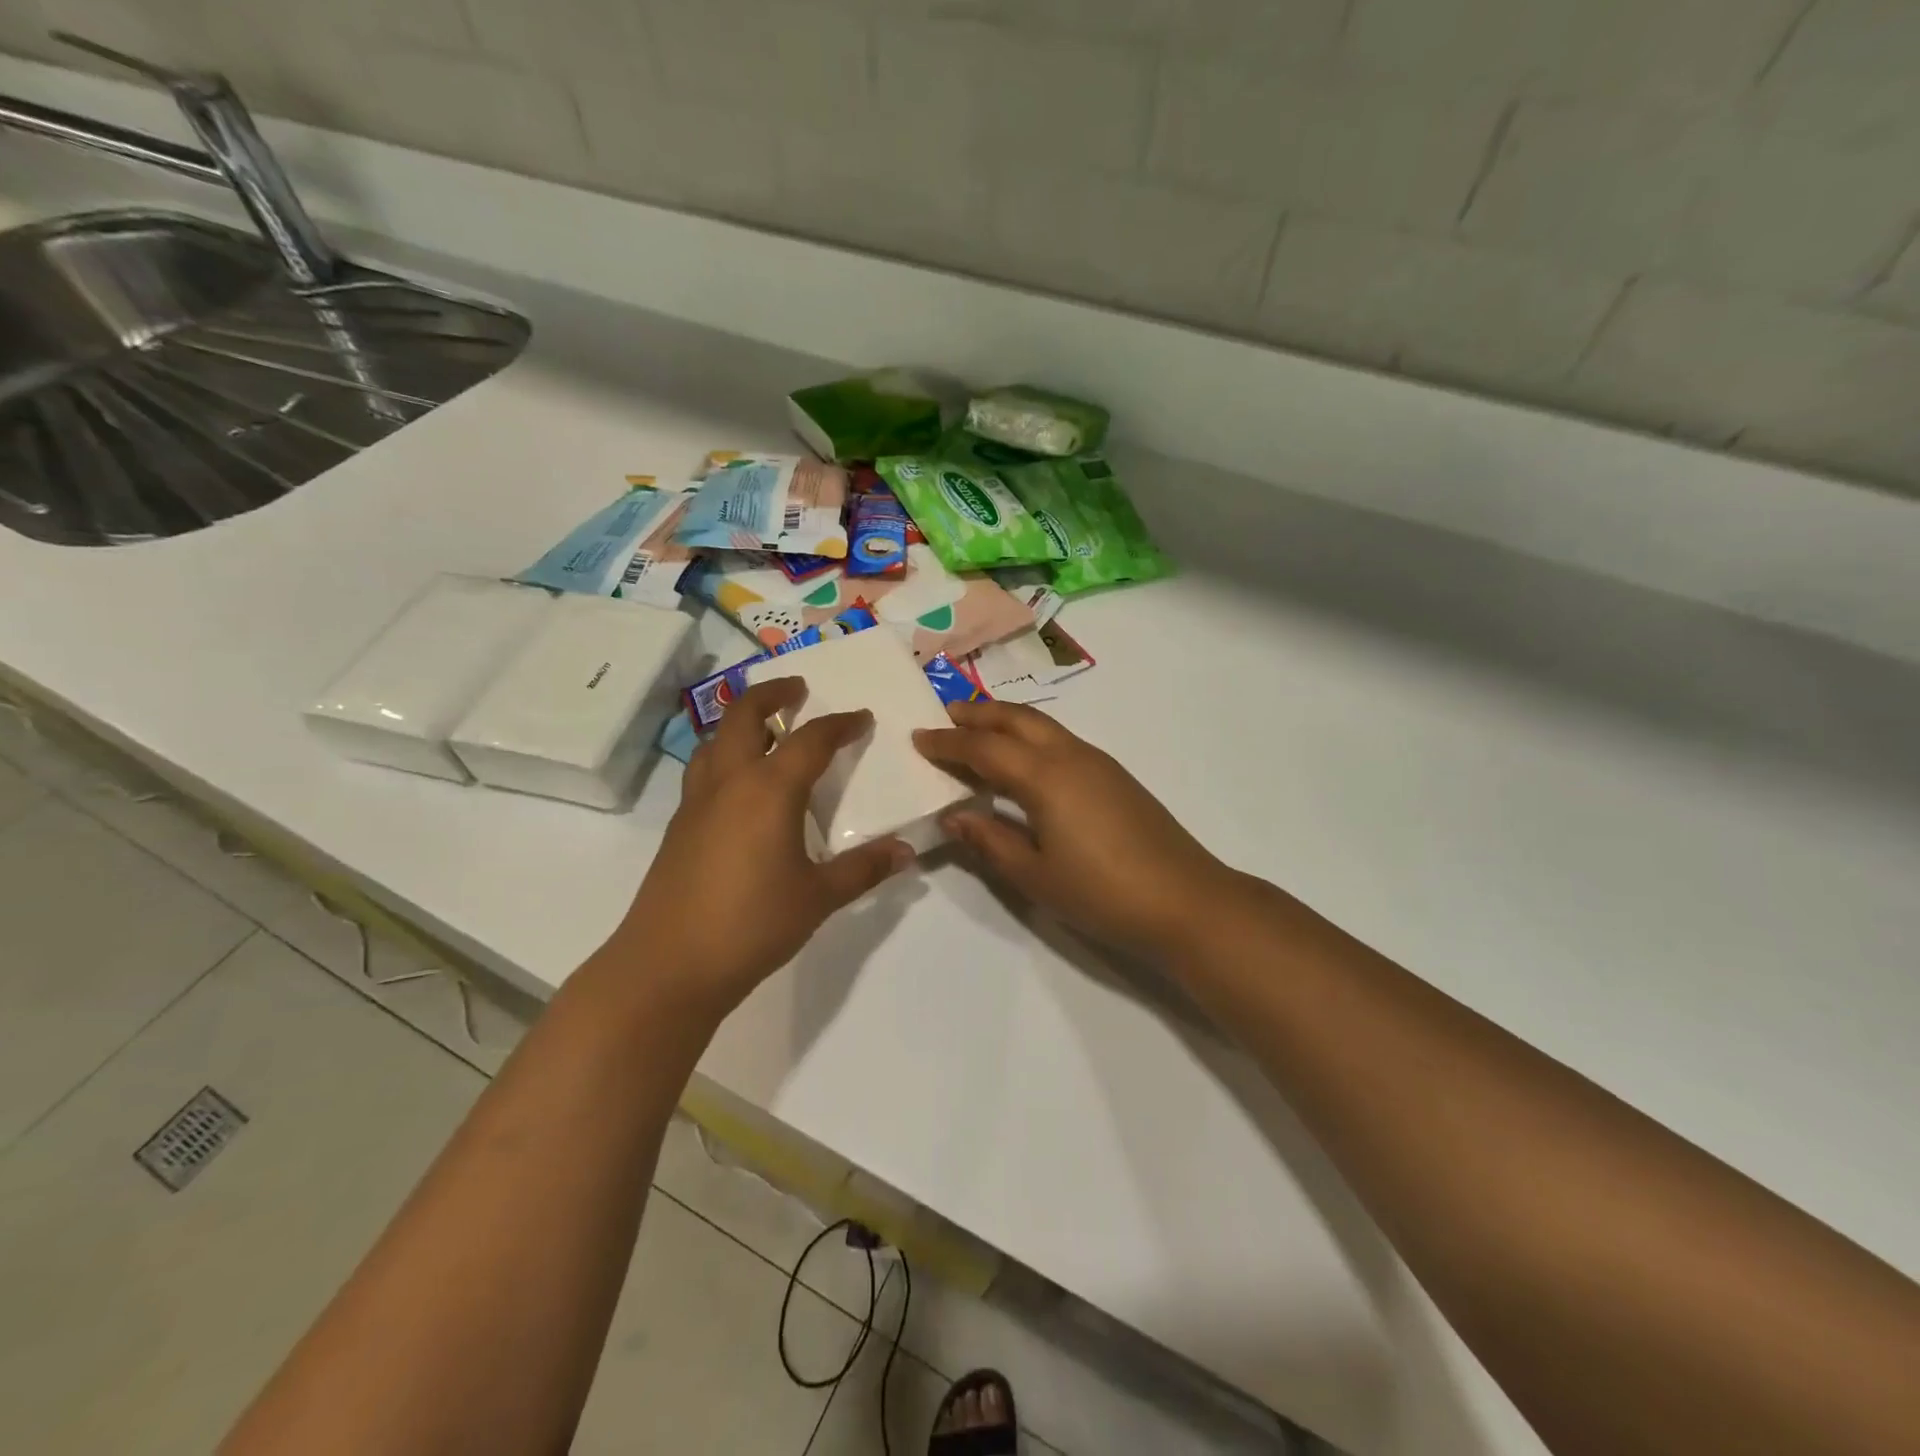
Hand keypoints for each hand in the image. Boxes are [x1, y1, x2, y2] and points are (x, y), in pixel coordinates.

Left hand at [616, 677, 913, 1019]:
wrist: (668, 965)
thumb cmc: (752, 924)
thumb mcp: (819, 897)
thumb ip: (863, 869)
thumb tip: (906, 852)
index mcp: (769, 790)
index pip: (810, 740)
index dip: (840, 724)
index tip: (861, 717)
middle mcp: (730, 782)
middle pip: (744, 715)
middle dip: (773, 694)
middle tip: (798, 690)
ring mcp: (697, 802)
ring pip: (716, 740)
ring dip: (741, 722)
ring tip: (766, 730)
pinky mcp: (679, 827)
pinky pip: (704, 770)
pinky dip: (725, 756)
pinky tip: (740, 786)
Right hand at [914, 701, 1233, 960]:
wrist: (1185, 900)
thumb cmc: (1102, 893)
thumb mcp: (1035, 875)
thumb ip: (990, 841)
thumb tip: (954, 815)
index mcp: (1045, 777)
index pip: (984, 749)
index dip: (949, 743)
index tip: (919, 738)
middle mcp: (1070, 756)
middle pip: (1017, 720)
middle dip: (979, 714)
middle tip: (946, 715)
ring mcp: (1098, 763)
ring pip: (1043, 726)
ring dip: (1006, 722)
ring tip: (978, 731)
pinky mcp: (1115, 776)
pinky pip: (1061, 741)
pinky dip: (1031, 738)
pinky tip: (1024, 762)